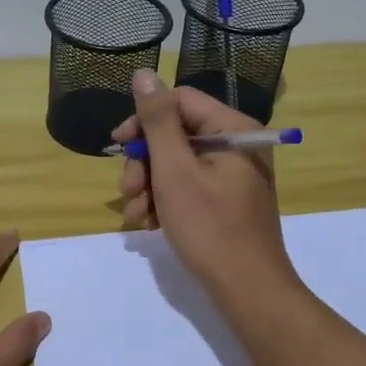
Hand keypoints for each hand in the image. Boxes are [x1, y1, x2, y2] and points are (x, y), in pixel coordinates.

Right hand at [114, 69, 296, 295]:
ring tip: (137, 217)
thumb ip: (157, 120)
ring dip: (149, 186)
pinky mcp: (226, 200)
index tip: (117, 145)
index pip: (179, 101)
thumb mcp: (174, 170)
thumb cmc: (209, 228)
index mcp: (233, 128)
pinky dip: (165, 201)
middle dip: (144, 162)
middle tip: (127, 191)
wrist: (248, 292)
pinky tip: (150, 225)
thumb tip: (144, 74)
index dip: (143, 119)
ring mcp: (233, 174)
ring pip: (176, 163)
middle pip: (176, 134)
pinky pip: (188, 186)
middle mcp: (237, 144)